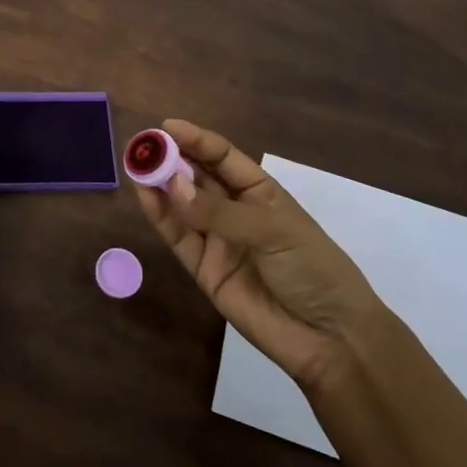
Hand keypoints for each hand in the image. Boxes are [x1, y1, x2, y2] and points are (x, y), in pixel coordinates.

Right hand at [132, 119, 383, 390]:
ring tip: (135, 166)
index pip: (223, 158)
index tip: (166, 127)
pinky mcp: (203, 269)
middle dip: (171, 159)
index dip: (196, 140)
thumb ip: (221, 212)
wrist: (330, 339)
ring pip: (182, 205)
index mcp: (261, 192)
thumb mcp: (274, 231)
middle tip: (142, 146)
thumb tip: (172, 186)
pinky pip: (178, 237)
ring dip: (160, 185)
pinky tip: (145, 196)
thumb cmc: (313, 269)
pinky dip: (160, 217)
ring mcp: (218, 240)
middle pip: (198, 177)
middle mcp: (236, 211)